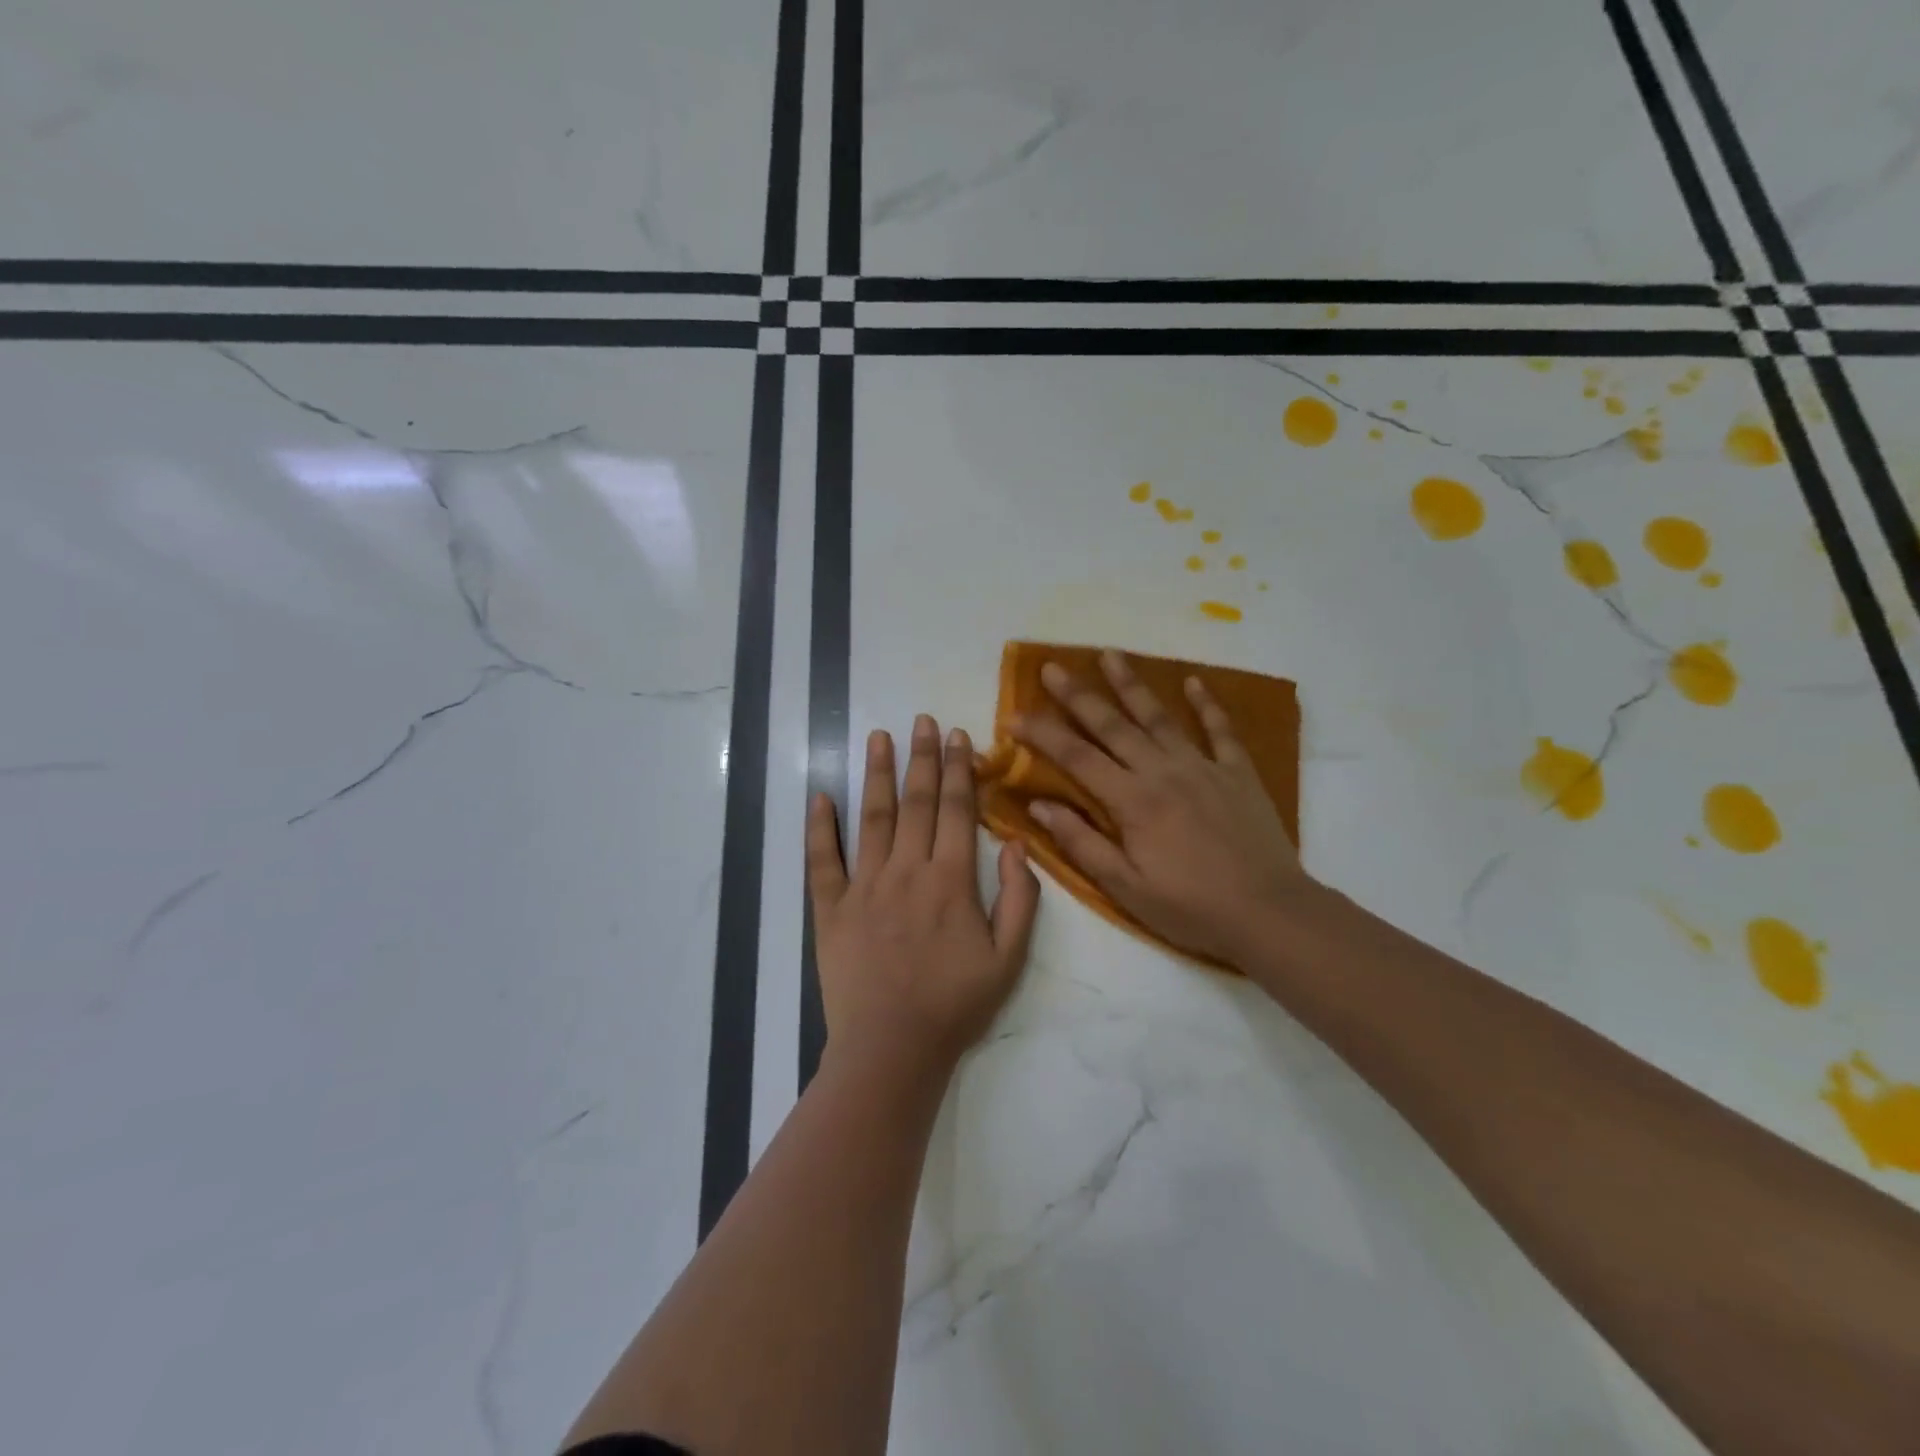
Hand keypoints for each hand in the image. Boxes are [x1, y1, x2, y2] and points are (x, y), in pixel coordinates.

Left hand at [808, 715, 1041, 1074]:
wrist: (892, 1050)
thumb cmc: (956, 1005)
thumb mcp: (1009, 959)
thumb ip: (1020, 899)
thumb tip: (1017, 844)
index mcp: (950, 880)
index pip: (958, 810)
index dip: (959, 769)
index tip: (957, 735)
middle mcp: (906, 871)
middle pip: (916, 802)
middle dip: (921, 757)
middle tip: (922, 720)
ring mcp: (864, 887)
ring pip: (871, 818)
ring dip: (876, 774)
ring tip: (877, 736)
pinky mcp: (831, 909)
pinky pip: (822, 860)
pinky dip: (819, 827)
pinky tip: (819, 795)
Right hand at [1012, 651, 1312, 963]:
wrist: (1269, 912)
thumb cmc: (1190, 907)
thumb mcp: (1125, 887)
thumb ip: (1080, 842)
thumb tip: (1038, 805)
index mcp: (1132, 801)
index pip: (1077, 757)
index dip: (1043, 734)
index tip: (1014, 716)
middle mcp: (1163, 771)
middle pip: (1112, 725)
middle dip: (1078, 695)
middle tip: (1052, 667)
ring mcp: (1203, 767)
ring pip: (1159, 717)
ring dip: (1132, 684)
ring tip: (1110, 654)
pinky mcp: (1237, 773)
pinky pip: (1220, 730)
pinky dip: (1207, 704)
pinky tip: (1194, 681)